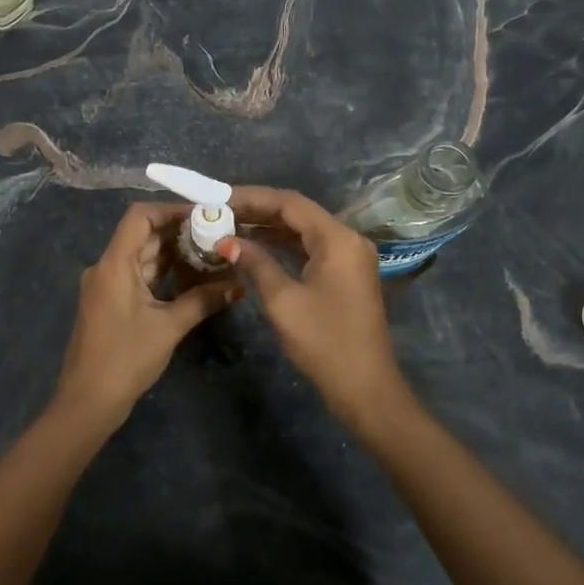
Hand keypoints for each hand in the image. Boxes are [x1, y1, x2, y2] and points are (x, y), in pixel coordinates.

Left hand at [50, 203, 238, 431]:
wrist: (88, 402)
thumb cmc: (125, 359)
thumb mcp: (169, 327)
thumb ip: (203, 300)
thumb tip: (239, 284)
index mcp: (114, 264)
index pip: (139, 217)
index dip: (170, 209)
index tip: (204, 214)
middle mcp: (107, 267)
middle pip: (142, 235)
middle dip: (179, 232)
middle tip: (217, 233)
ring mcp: (107, 286)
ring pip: (142, 256)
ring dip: (173, 253)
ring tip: (211, 252)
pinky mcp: (111, 303)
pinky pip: (139, 276)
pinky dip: (163, 273)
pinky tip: (191, 277)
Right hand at [219, 187, 408, 425]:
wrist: (365, 387)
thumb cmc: (324, 342)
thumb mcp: (283, 301)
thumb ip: (256, 264)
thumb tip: (228, 242)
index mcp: (338, 239)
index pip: (290, 203)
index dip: (252, 197)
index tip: (219, 198)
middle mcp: (348, 239)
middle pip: (298, 213)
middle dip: (258, 211)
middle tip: (219, 212)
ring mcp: (349, 258)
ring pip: (304, 231)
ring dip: (269, 228)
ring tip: (230, 226)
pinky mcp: (345, 275)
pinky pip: (310, 249)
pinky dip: (283, 246)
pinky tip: (255, 249)